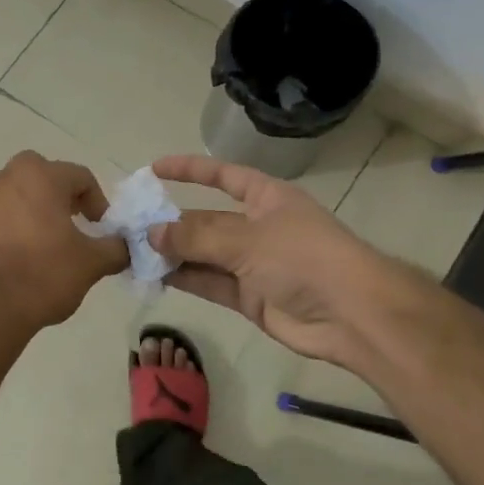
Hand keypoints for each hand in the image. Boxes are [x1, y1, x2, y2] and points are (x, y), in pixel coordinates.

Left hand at [0, 152, 128, 329]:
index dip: (98, 202)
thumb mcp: (91, 263)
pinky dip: (13, 230)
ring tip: (48, 246)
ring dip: (36, 213)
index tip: (101, 229)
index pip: (80, 176)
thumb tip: (125, 246)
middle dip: (62, 196)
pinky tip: (21, 261)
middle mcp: (8, 179)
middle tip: (73, 225)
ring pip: (18, 197)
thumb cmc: (44, 273)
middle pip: (43, 177)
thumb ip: (115, 248)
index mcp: (40, 176)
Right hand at [148, 154, 396, 371]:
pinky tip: (152, 274)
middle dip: (172, 221)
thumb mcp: (247, 238)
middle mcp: (257, 226)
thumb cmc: (304, 258)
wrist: (352, 316)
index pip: (223, 175)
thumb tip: (152, 234)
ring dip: (172, 253)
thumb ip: (196, 237)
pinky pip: (208, 282)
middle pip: (207, 219)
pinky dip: (183, 278)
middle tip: (131, 225)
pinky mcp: (249, 297)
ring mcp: (253, 264)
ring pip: (203, 253)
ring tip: (132, 251)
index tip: (155, 168)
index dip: (191, 169)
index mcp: (266, 198)